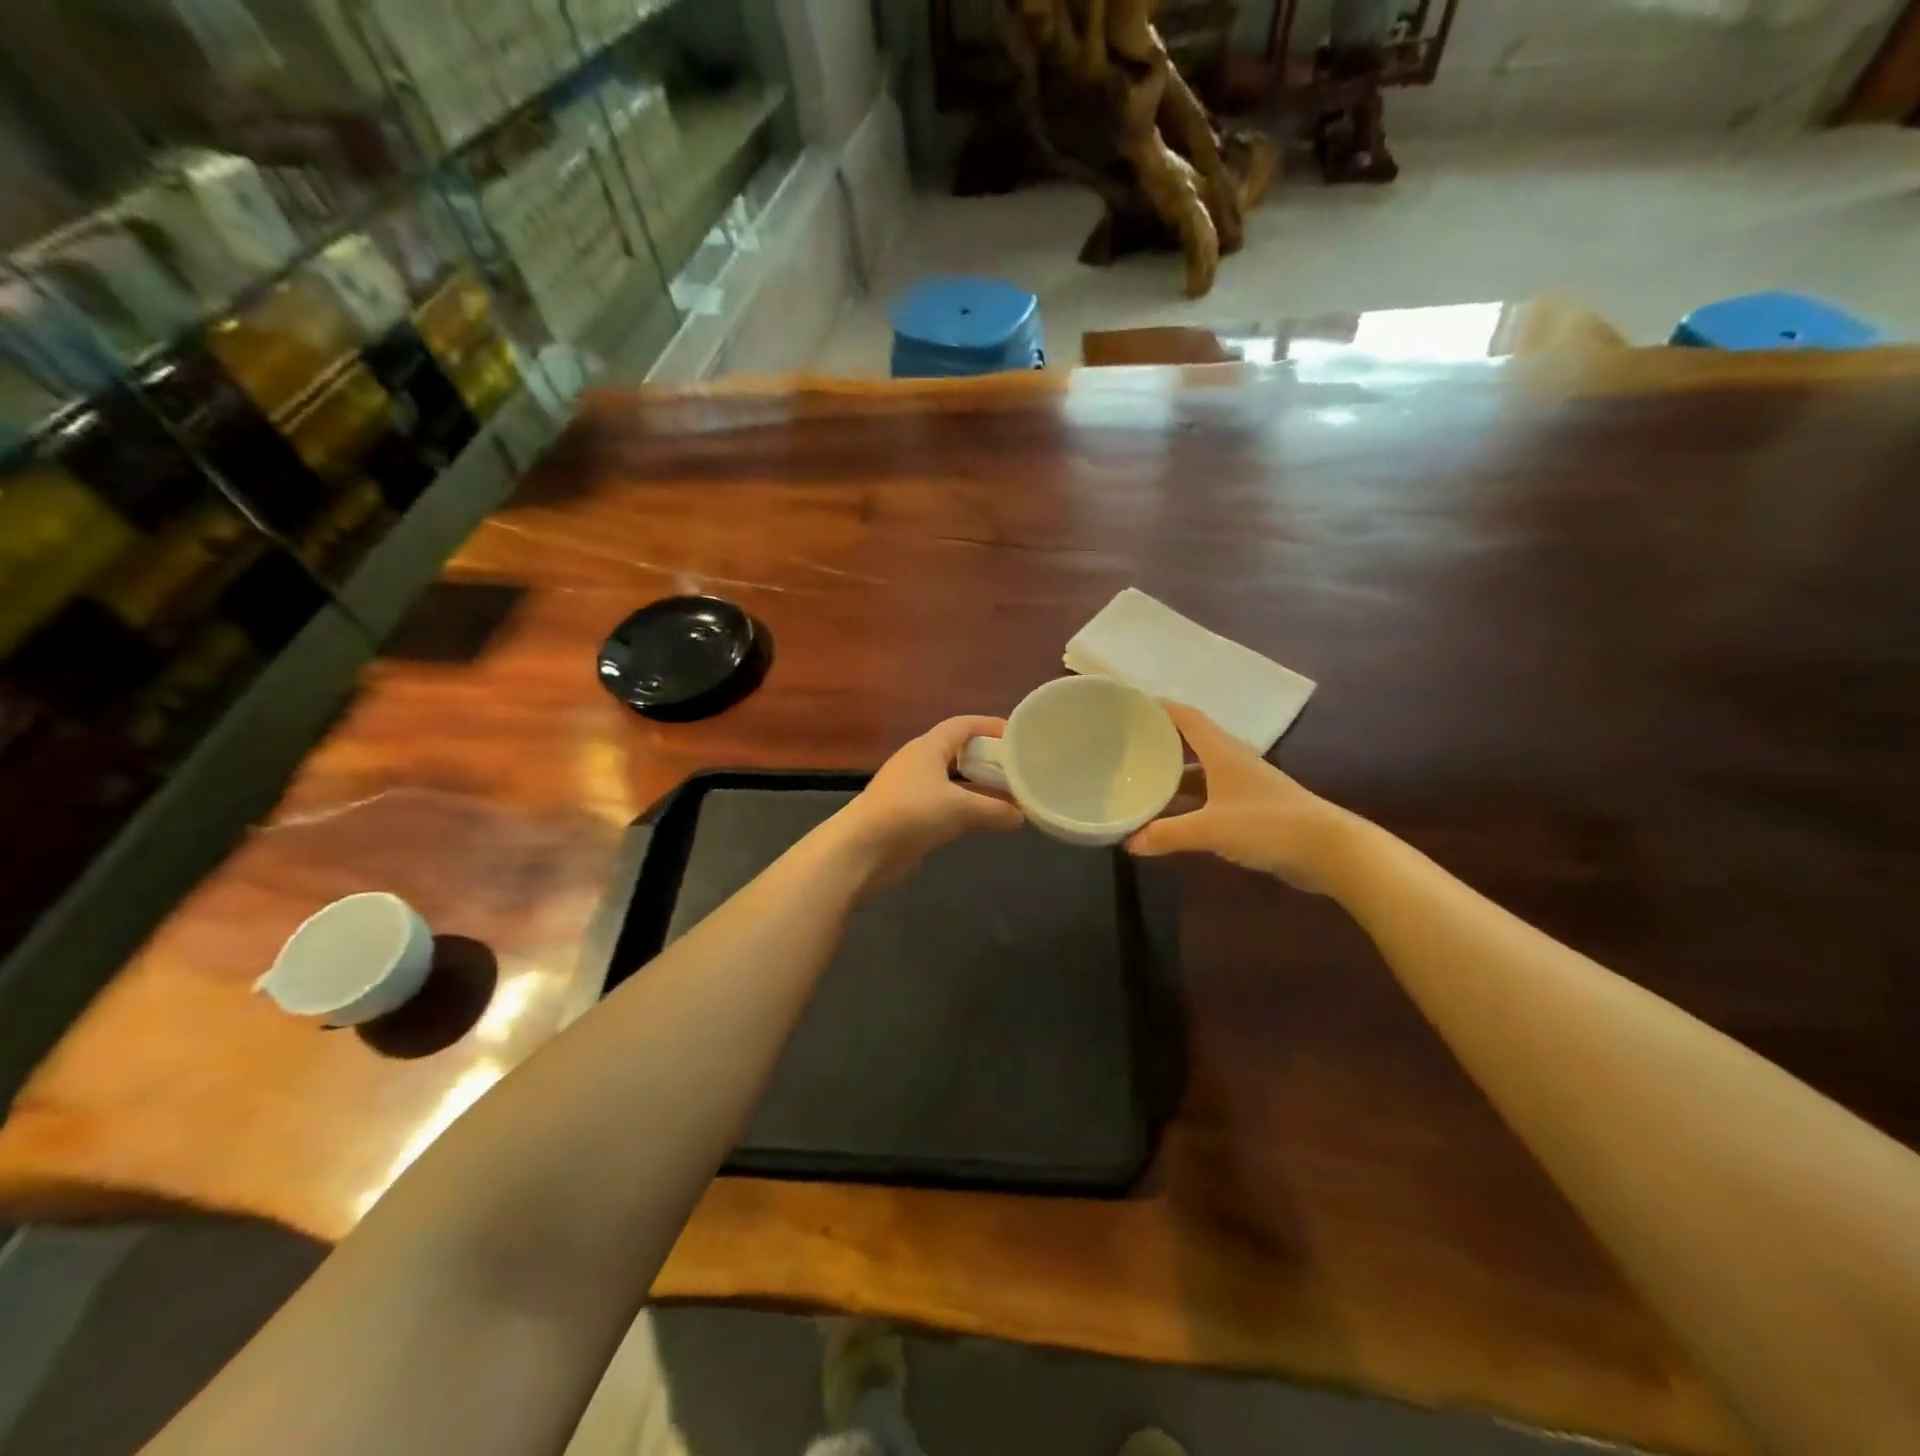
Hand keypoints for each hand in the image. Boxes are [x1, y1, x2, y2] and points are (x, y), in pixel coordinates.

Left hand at [831, 716, 1023, 890]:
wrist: (861, 851)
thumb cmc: (911, 814)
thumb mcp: (960, 809)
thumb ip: (994, 810)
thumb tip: (1021, 816)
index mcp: (928, 747)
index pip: (963, 725)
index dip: (990, 726)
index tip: (1018, 736)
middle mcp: (919, 763)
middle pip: (959, 752)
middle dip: (988, 760)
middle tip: (1018, 770)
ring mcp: (911, 790)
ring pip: (953, 782)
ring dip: (979, 788)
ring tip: (1010, 798)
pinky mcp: (908, 816)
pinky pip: (945, 805)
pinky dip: (966, 809)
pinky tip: (985, 821)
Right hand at [1127, 703, 1350, 892]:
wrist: (1328, 850)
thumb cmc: (1268, 825)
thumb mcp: (1211, 829)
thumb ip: (1168, 834)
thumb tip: (1130, 843)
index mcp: (1222, 752)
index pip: (1186, 717)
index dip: (1159, 709)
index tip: (1129, 707)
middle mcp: (1231, 761)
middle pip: (1189, 743)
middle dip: (1159, 743)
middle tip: (1125, 747)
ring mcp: (1242, 785)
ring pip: (1198, 772)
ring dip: (1172, 776)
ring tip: (1139, 781)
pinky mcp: (1250, 808)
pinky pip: (1209, 796)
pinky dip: (1188, 801)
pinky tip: (1169, 816)